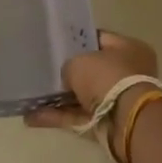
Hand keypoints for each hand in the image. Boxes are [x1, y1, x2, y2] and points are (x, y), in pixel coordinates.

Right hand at [24, 30, 159, 129]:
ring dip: (59, 99)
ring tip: (32, 97)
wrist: (126, 120)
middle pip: (92, 70)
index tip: (57, 43)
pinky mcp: (107, 123)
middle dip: (69, 73)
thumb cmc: (106, 77)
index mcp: (129, 49)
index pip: (100, 39)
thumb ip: (69, 66)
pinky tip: (32, 116)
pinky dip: (58, 117)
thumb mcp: (80, 61)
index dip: (77, 41)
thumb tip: (67, 78)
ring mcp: (117, 100)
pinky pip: (78, 117)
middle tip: (45, 71)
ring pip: (83, 96)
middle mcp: (128, 73)